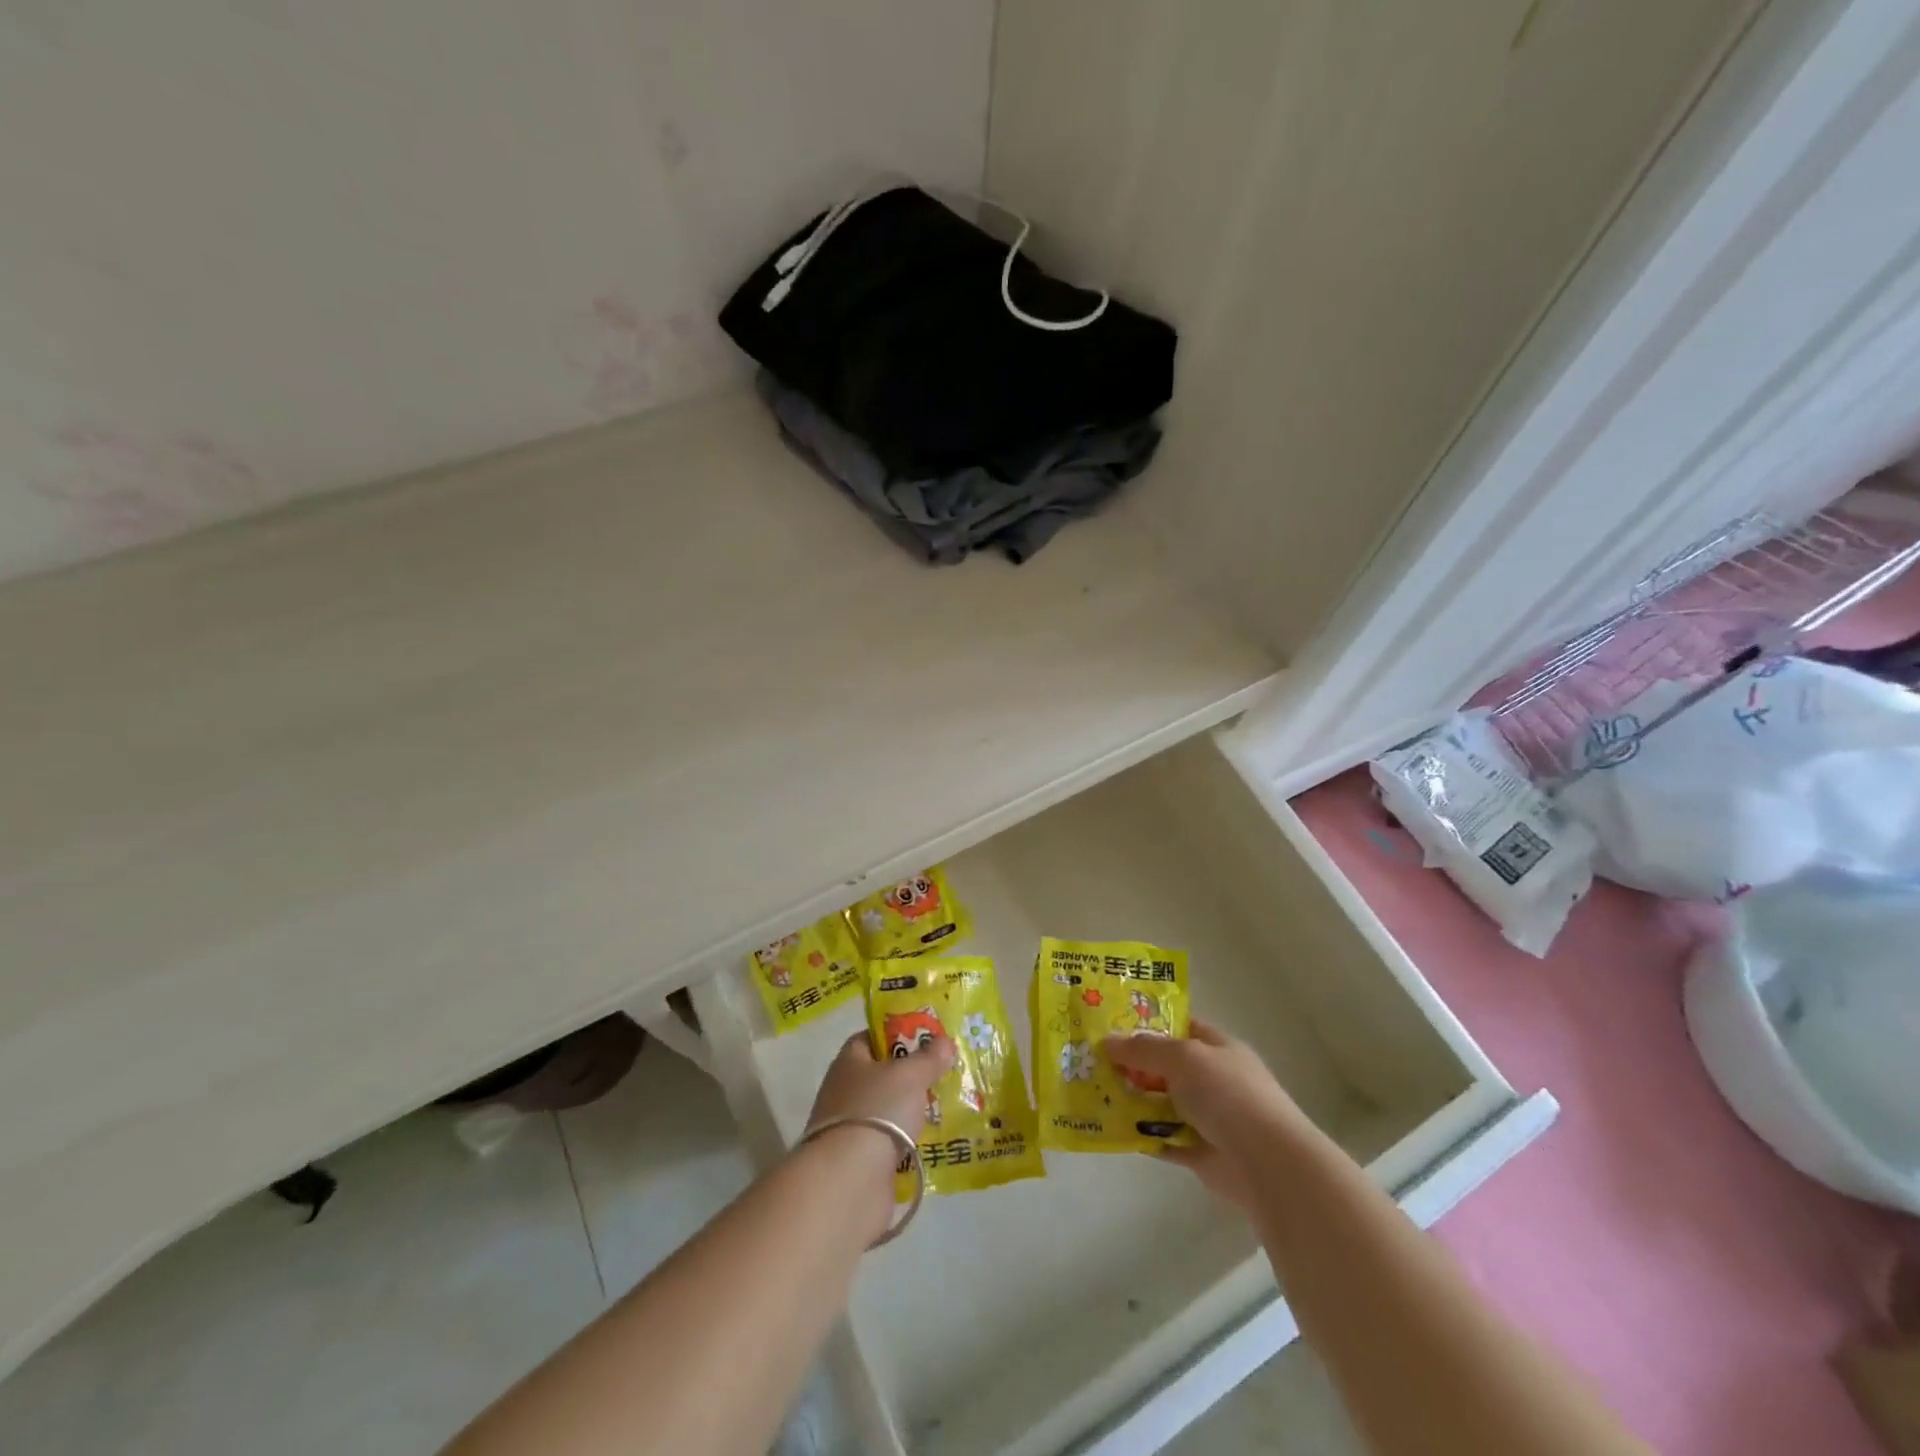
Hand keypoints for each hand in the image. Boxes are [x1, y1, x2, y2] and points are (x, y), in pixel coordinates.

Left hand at [802, 1031, 955, 1237]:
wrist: (850, 1181)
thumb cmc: (878, 1111)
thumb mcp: (910, 1075)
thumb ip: (929, 1057)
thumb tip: (944, 1041)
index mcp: (849, 1062)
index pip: (871, 1038)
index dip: (897, 1034)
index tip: (926, 1039)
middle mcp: (844, 1091)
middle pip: (881, 1075)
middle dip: (910, 1075)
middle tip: (943, 1073)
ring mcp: (851, 1128)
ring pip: (887, 1110)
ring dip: (911, 1111)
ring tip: (946, 1107)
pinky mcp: (860, 1162)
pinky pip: (890, 1143)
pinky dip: (908, 1142)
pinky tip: (933, 1141)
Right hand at [1104, 1018, 1315, 1208]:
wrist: (1267, 1163)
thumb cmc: (1228, 1094)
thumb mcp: (1182, 1057)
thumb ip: (1144, 1050)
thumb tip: (1108, 1041)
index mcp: (1217, 1047)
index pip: (1180, 1026)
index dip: (1148, 1024)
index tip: (1111, 1025)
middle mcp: (1214, 1079)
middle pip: (1166, 1066)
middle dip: (1132, 1065)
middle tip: (1092, 1061)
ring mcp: (1208, 1117)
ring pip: (1162, 1103)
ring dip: (1133, 1101)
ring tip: (1093, 1094)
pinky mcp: (1200, 1153)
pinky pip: (1164, 1139)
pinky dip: (1142, 1136)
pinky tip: (1113, 1130)